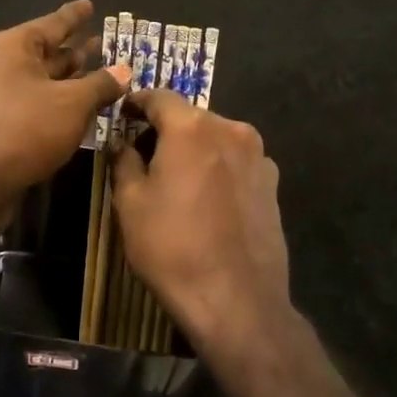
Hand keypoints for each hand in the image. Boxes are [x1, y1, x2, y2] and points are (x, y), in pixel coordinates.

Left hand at [0, 0, 129, 238]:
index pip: (52, 23)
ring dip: (69, 79)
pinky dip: (56, 103)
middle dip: (75, 50)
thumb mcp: (72, 103)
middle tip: (104, 44)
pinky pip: (32, 103)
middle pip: (45, 52)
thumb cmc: (25, 129)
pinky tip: (79, 110)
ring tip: (100, 75)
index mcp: (11, 47)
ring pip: (40, 80)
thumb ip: (100, 84)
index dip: (74, 15)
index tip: (89, 4)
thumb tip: (124, 71)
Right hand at [110, 87, 290, 351]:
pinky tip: (208, 199)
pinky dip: (218, 168)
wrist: (237, 299)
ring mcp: (258, 156)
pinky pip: (237, 162)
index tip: (123, 113)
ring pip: (216, 139)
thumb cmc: (172, 247)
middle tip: (144, 153)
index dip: (137, 102)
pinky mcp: (273, 183)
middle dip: (166, 129)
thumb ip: (124, 161)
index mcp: (192, 127)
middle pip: (191, 117)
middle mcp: (230, 129)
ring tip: (177, 179)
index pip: (159, 97)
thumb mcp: (130, 203)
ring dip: (195, 149)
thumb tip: (124, 144)